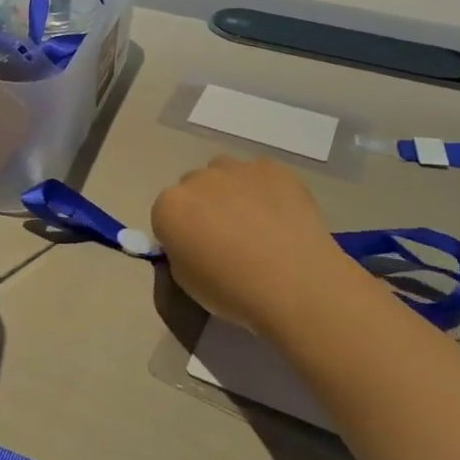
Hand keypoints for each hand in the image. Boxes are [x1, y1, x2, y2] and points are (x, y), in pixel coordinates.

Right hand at [151, 157, 373, 340]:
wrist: (295, 282)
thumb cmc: (233, 290)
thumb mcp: (186, 282)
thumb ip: (179, 253)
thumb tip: (192, 243)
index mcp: (169, 207)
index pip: (164, 214)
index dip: (179, 233)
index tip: (196, 252)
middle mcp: (198, 179)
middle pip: (193, 187)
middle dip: (202, 207)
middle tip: (225, 238)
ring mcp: (237, 169)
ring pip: (224, 173)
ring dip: (229, 191)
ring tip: (254, 222)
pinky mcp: (273, 168)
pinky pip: (259, 175)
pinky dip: (264, 190)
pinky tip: (280, 216)